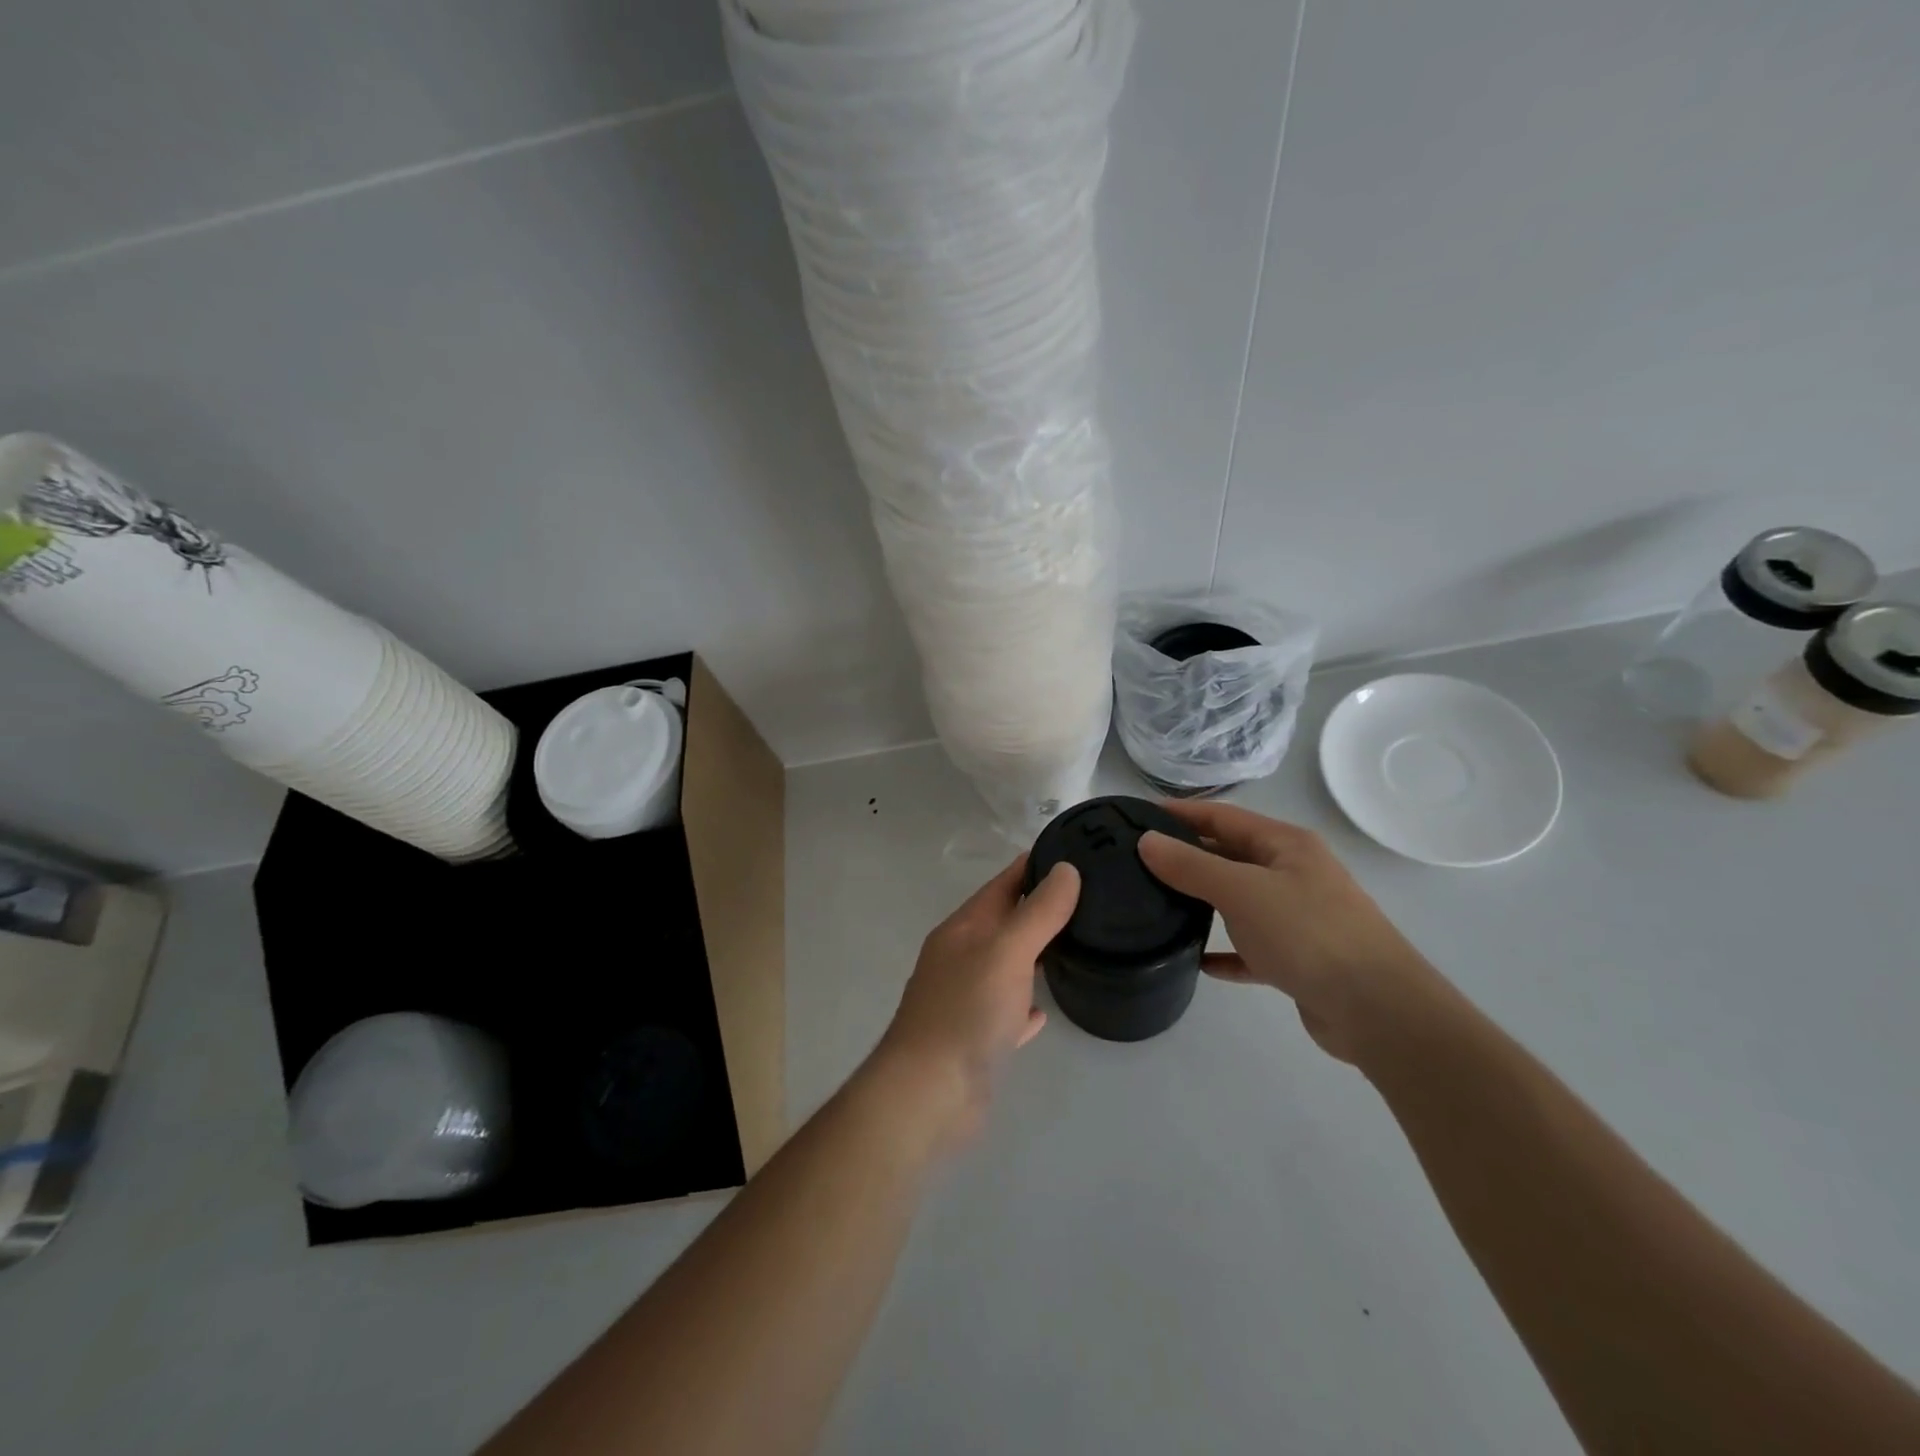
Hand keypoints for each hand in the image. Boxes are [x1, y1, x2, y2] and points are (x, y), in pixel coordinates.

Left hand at [871, 856, 1079, 1148]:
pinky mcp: (977, 1038)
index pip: (1002, 883)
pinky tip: (1045, 1008)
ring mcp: (967, 999)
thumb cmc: (967, 1012)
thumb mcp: (1007, 951)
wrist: (929, 1095)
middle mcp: (961, 958)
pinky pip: (1007, 1011)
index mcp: (963, 929)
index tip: (1075, 854)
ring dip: (1035, 953)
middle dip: (1041, 908)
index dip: (1035, 866)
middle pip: (1005, 922)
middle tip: (1091, 899)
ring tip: (1078, 944)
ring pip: (1007, 965)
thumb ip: (1038, 911)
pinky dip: (1025, 1004)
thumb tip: (1066, 868)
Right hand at [1136, 802, 1444, 1064]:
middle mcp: (1294, 874)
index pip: (1223, 817)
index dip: (1181, 813)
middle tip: (1138, 862)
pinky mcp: (1299, 959)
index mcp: (1286, 845)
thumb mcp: (1241, 891)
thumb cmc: (1308, 933)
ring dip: (1204, 901)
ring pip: (1240, 901)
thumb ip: (1191, 865)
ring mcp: (1299, 917)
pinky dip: (1225, 950)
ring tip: (1158, 904)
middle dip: (1188, 856)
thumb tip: (1146, 841)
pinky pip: (1251, 947)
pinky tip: (1198, 960)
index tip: (1137, 815)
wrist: (1377, 1010)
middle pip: (1231, 855)